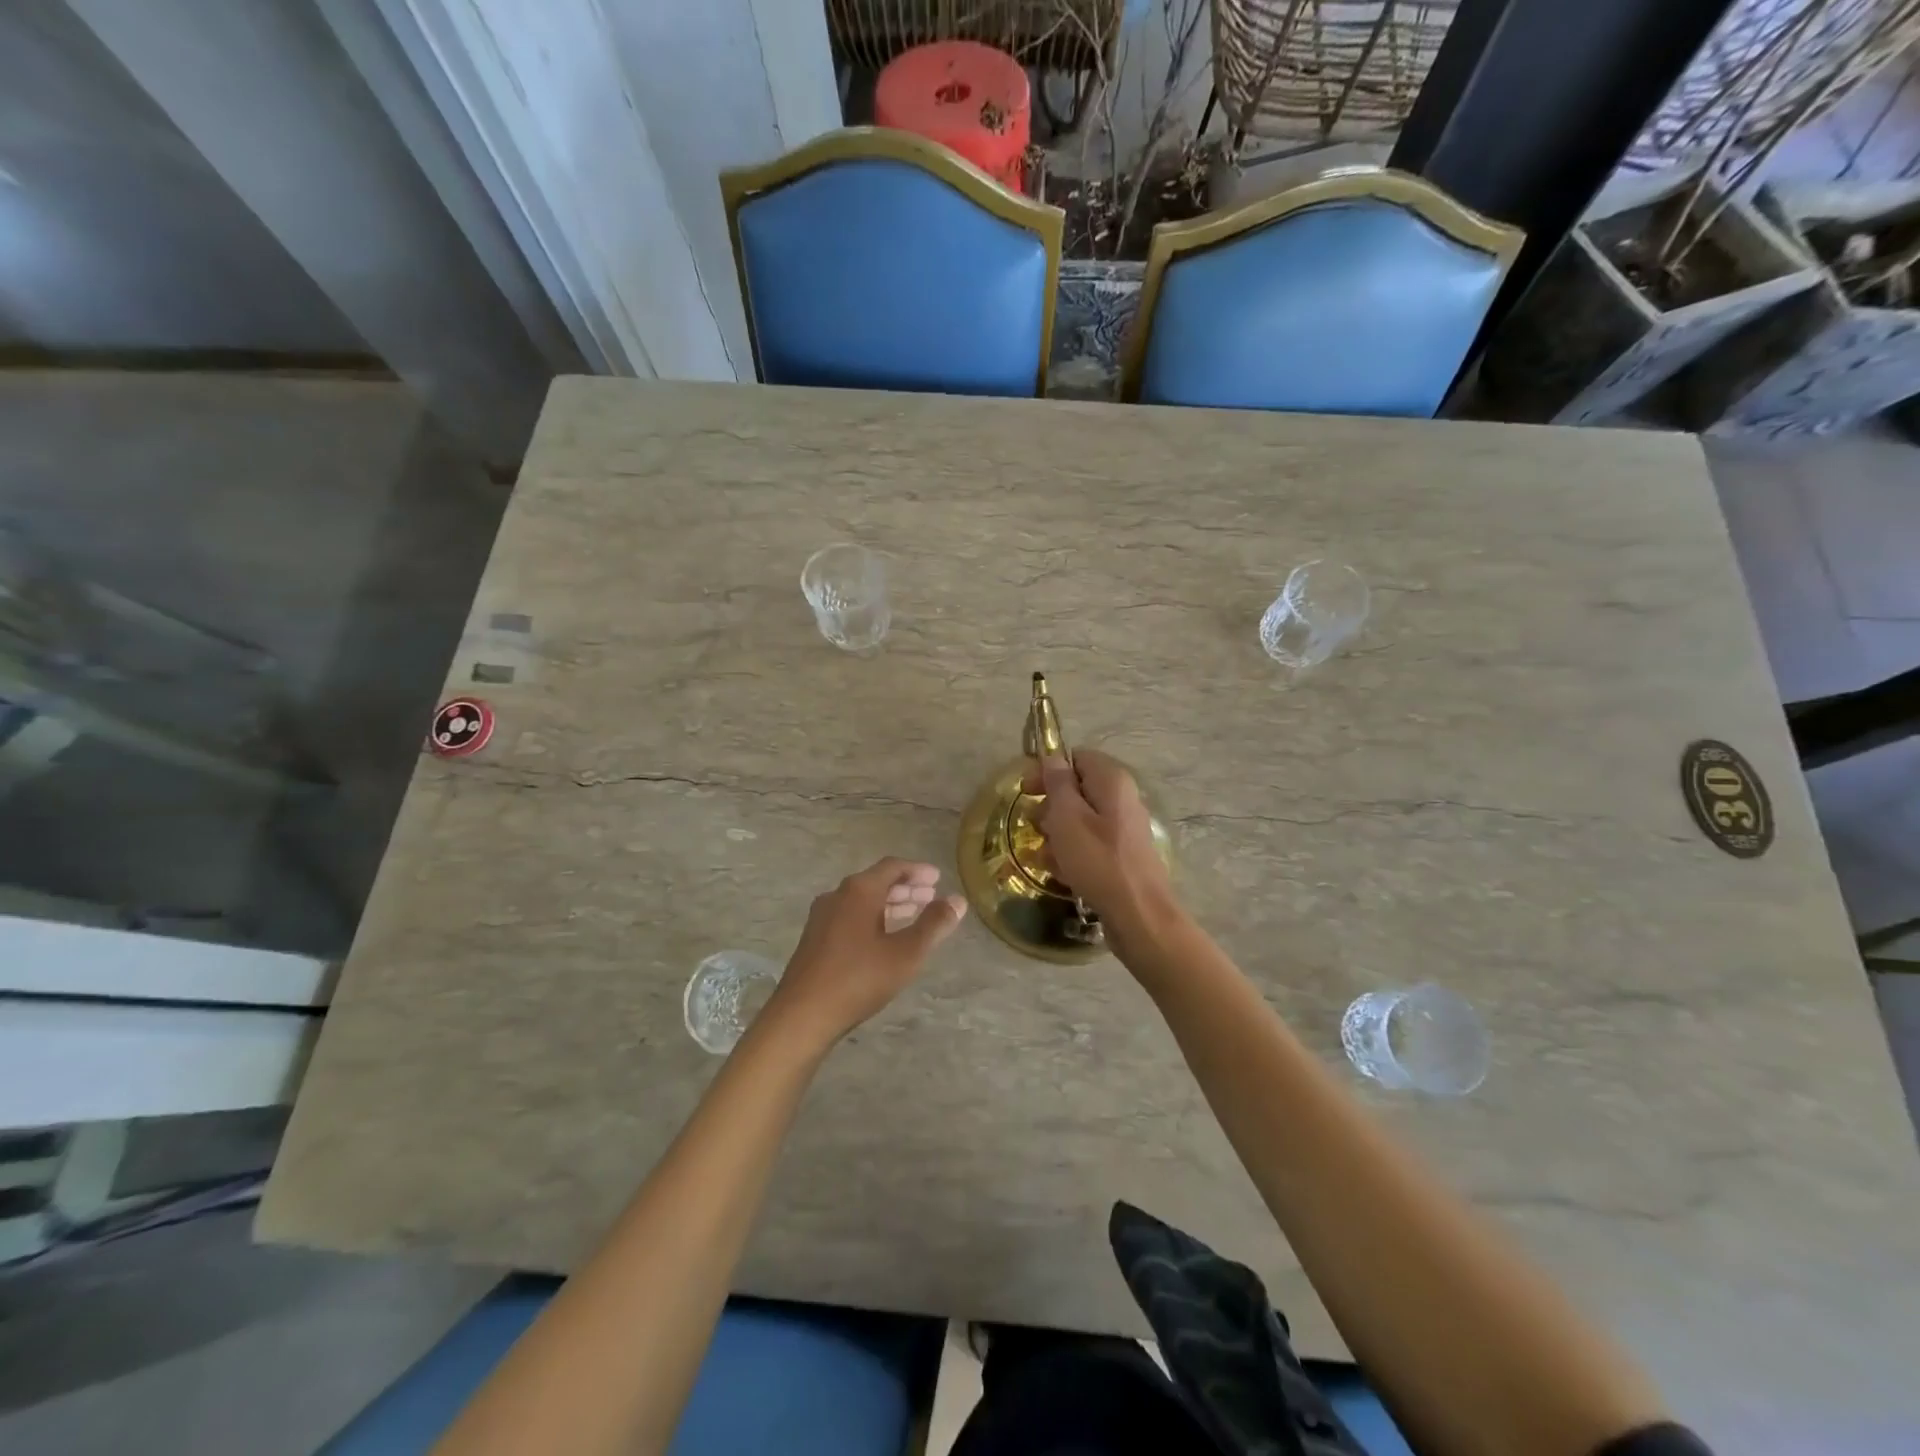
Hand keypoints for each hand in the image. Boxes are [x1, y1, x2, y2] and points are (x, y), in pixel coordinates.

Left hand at [764, 858, 966, 1049]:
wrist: (802, 1015)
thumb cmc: (859, 979)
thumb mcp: (906, 953)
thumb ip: (934, 925)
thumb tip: (957, 900)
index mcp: (859, 891)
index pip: (892, 867)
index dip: (917, 870)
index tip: (938, 878)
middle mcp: (837, 896)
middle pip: (876, 882)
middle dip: (905, 888)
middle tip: (930, 896)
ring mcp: (822, 917)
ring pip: (862, 900)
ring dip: (889, 904)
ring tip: (913, 914)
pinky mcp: (815, 938)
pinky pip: (850, 915)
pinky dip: (873, 917)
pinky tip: (884, 937)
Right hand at [1025, 750, 1180, 951]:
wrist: (1139, 914)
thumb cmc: (1097, 860)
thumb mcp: (1067, 817)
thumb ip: (1058, 783)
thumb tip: (1052, 757)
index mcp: (1112, 780)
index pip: (1076, 758)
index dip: (1048, 771)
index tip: (1026, 792)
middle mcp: (1122, 798)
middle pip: (1077, 790)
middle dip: (1051, 807)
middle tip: (1036, 827)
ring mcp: (1124, 828)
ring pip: (1081, 820)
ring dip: (1057, 834)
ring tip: (1046, 856)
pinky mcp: (1123, 855)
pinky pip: (1091, 844)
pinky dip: (1073, 853)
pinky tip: (1061, 873)